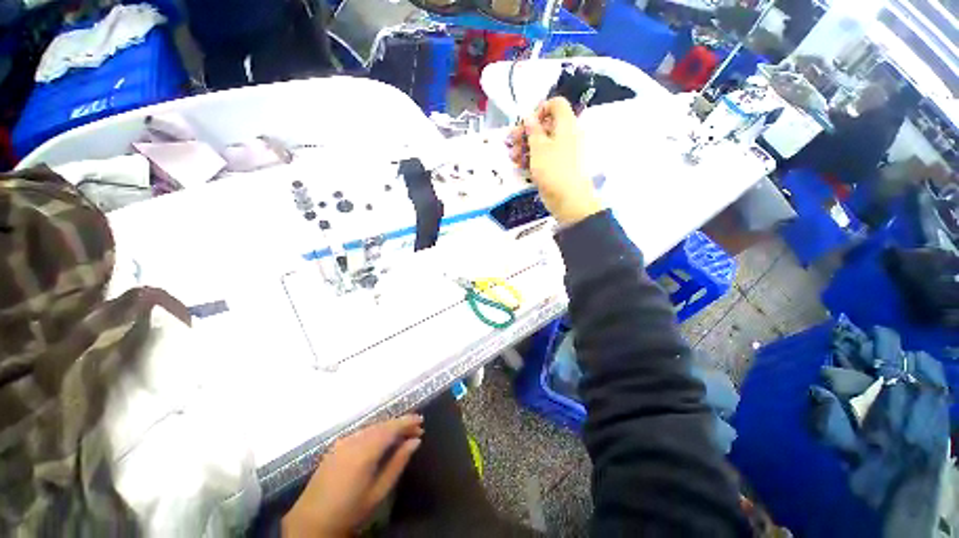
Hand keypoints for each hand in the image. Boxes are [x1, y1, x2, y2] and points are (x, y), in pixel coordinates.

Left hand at [282, 415, 423, 536]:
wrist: (310, 523)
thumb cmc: (349, 511)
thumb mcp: (378, 492)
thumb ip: (398, 463)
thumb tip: (415, 441)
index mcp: (365, 452)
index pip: (391, 428)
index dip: (408, 422)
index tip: (421, 421)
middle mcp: (354, 440)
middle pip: (382, 425)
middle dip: (400, 424)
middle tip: (416, 429)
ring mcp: (343, 442)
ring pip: (372, 427)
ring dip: (389, 427)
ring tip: (403, 434)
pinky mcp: (336, 446)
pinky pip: (361, 432)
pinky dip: (376, 432)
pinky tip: (382, 439)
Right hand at [507, 97, 601, 225]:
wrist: (568, 199)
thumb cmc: (553, 169)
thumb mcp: (539, 147)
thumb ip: (532, 130)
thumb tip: (529, 116)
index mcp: (566, 124)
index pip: (556, 105)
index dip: (540, 109)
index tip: (526, 122)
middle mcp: (566, 135)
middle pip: (545, 125)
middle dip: (526, 132)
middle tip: (511, 141)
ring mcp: (562, 152)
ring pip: (542, 143)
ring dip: (525, 147)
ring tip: (512, 156)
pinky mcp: (557, 167)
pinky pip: (544, 157)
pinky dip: (531, 158)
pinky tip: (519, 165)